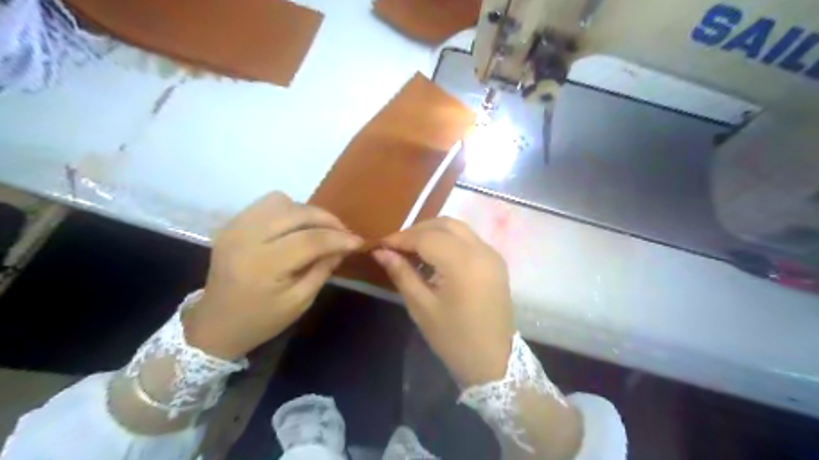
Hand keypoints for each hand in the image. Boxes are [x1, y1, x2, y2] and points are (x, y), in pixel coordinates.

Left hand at [187, 190, 366, 359]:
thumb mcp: (300, 301)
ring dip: (307, 212)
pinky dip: (289, 210)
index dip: (339, 238)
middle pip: (297, 213)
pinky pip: (267, 203)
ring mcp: (235, 227)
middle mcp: (246, 238)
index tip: (358, 241)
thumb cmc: (261, 319)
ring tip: (319, 228)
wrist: (216, 323)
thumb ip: (323, 270)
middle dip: (327, 219)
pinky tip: (296, 227)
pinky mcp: (232, 223)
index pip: (310, 240)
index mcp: (263, 265)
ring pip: (282, 201)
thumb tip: (343, 246)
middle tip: (343, 232)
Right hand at [374, 218, 512, 385]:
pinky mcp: (496, 261)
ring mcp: (492, 254)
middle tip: (395, 247)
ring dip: (433, 232)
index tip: (380, 246)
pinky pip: (468, 239)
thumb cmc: (454, 338)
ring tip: (412, 250)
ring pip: (457, 228)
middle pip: (444, 224)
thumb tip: (380, 252)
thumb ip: (402, 273)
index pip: (426, 237)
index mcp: (463, 263)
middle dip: (417, 231)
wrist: (493, 361)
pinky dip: (448, 240)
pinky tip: (434, 256)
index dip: (400, 238)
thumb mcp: (422, 307)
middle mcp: (481, 250)